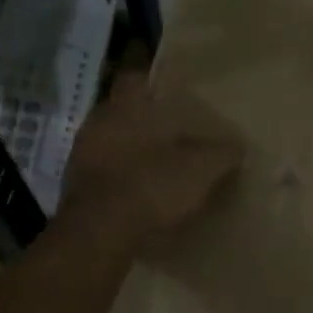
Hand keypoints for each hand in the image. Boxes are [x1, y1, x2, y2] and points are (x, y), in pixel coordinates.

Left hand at [62, 69, 244, 246]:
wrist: (99, 234)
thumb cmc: (150, 185)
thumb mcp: (201, 169)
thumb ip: (222, 154)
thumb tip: (238, 148)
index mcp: (125, 107)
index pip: (135, 78)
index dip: (152, 82)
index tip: (170, 90)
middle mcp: (98, 123)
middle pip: (121, 111)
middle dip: (143, 120)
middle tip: (171, 130)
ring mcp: (80, 156)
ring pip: (109, 142)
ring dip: (129, 151)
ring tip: (157, 164)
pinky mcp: (74, 188)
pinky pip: (102, 173)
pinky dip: (118, 179)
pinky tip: (139, 193)